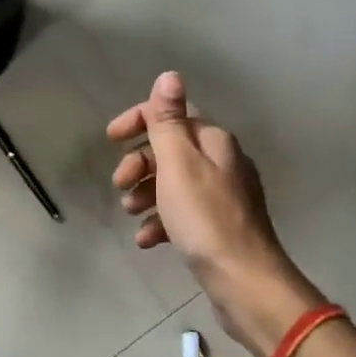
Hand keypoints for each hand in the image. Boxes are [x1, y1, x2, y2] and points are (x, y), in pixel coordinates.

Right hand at [108, 71, 324, 356]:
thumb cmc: (205, 217)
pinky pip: (182, 214)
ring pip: (173, 183)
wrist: (245, 281)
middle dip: (139, 162)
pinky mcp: (219, 227)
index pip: (173, 114)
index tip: (110, 139)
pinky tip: (147, 240)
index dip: (139, 120)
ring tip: (130, 213)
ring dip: (146, 193)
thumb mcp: (178, 163)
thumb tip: (169, 75)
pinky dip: (161, 221)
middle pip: (171, 149)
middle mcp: (222, 162)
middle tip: (120, 184)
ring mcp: (222, 196)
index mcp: (214, 141)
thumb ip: (169, 120)